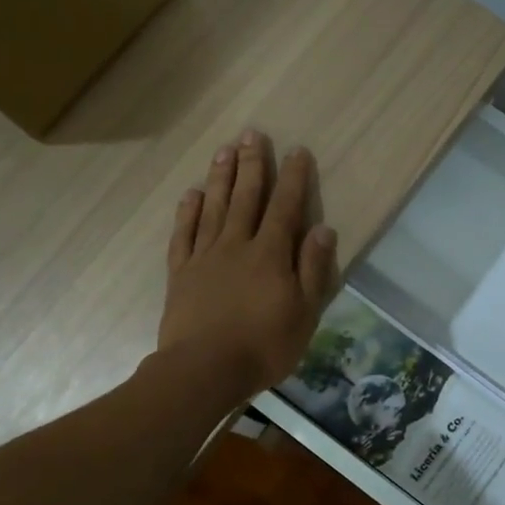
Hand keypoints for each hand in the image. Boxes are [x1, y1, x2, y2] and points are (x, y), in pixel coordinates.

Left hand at [158, 131, 338, 398]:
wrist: (204, 370)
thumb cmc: (264, 346)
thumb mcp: (304, 313)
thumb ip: (312, 269)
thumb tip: (323, 229)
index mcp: (270, 254)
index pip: (285, 208)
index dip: (293, 178)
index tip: (297, 151)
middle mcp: (237, 245)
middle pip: (246, 198)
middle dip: (252, 164)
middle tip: (253, 133)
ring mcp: (205, 257)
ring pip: (214, 207)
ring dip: (221, 177)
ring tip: (225, 150)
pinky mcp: (181, 273)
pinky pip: (184, 234)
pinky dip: (188, 212)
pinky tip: (192, 194)